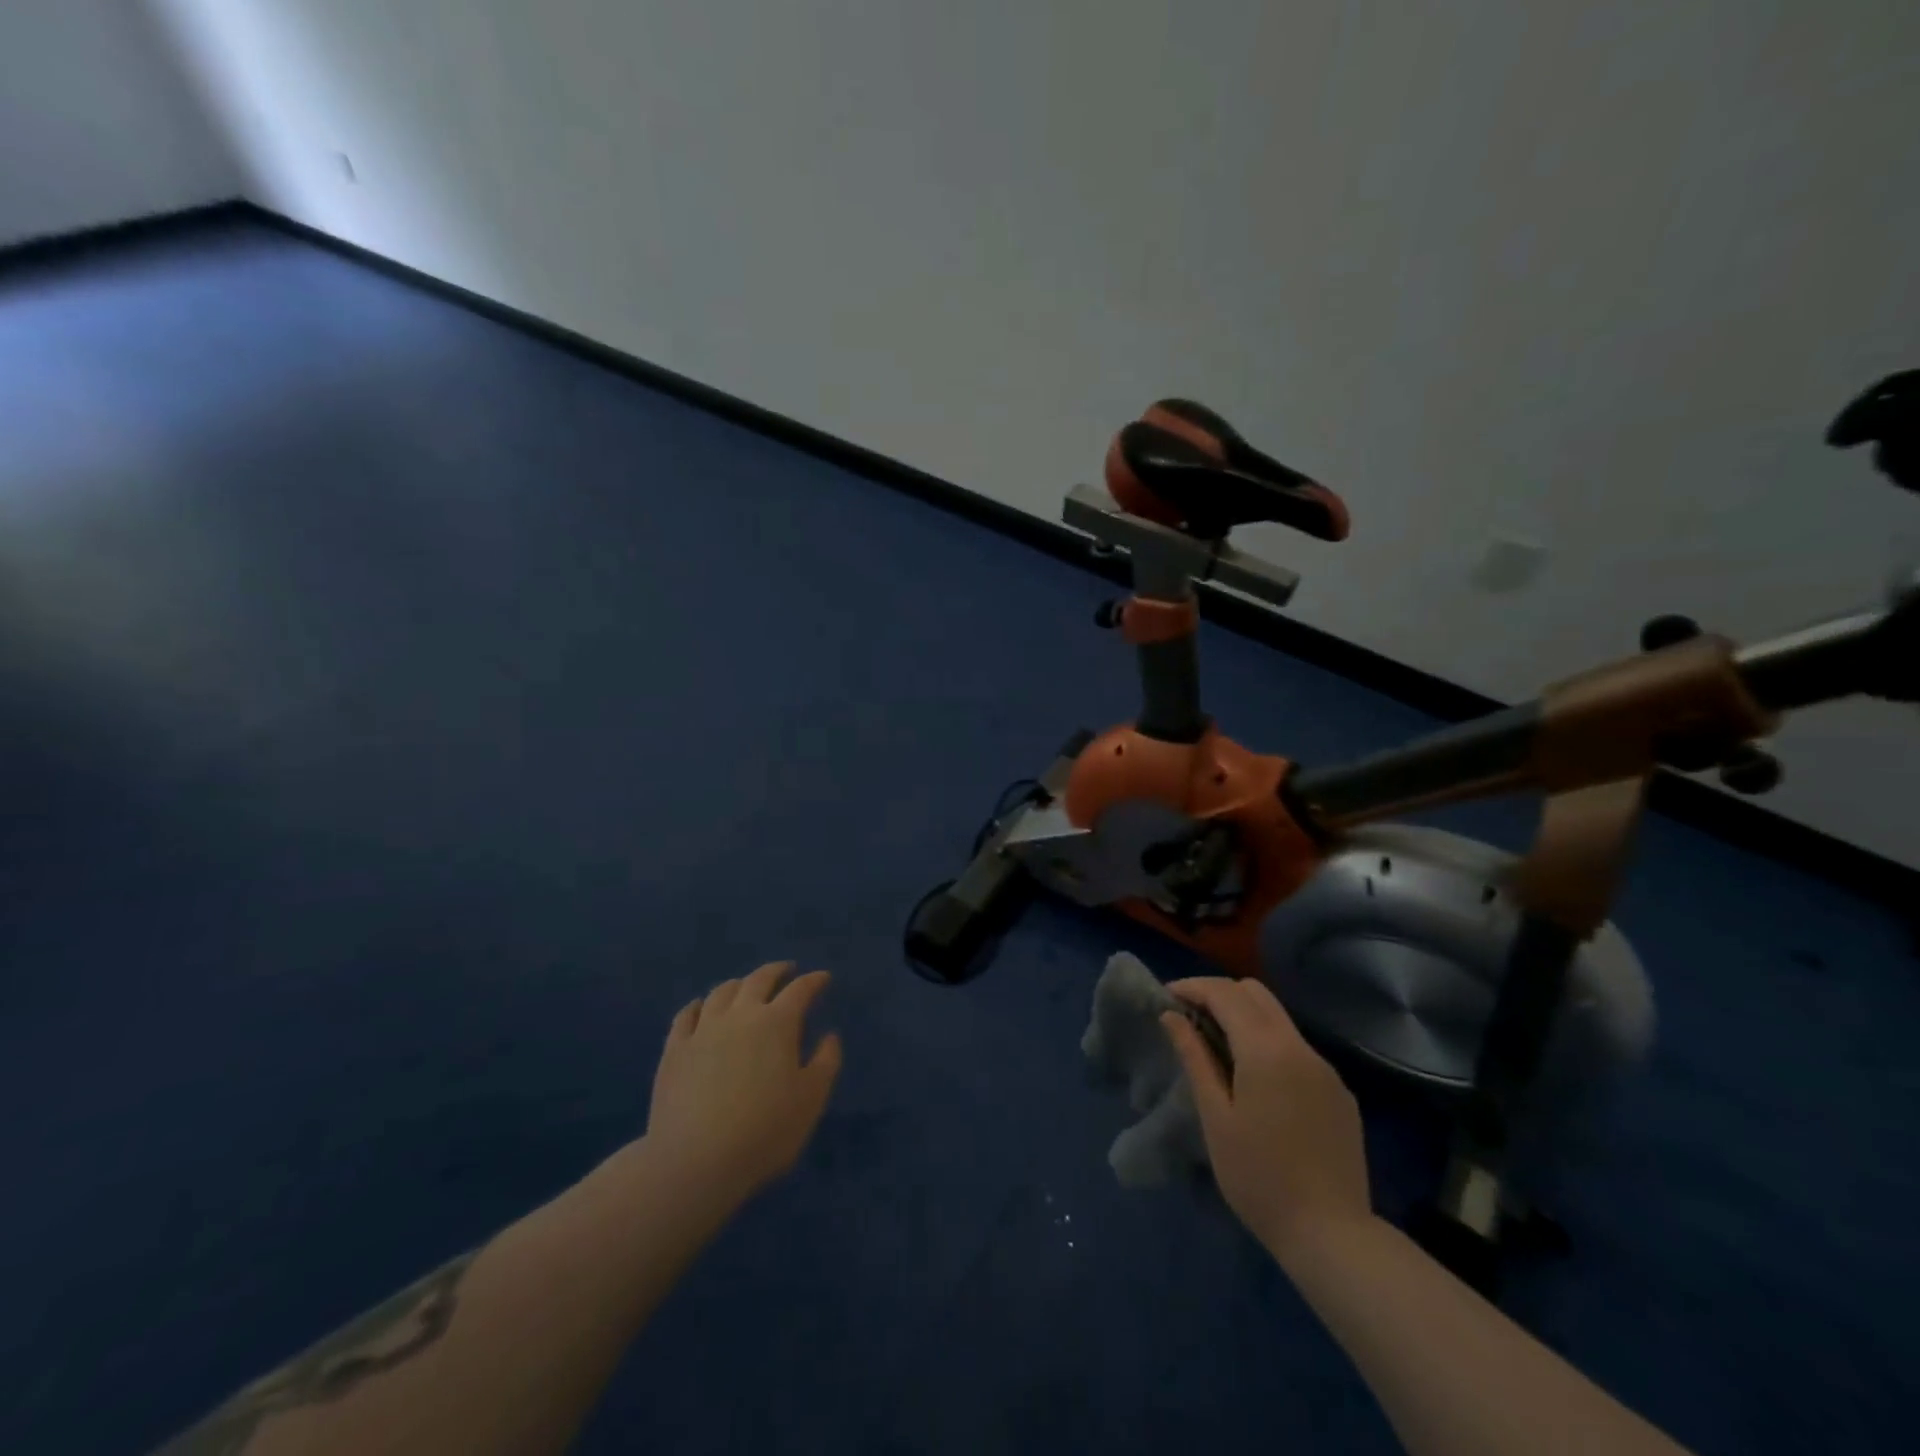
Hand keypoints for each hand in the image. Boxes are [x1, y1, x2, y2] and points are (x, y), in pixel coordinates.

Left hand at [644, 962, 842, 1212]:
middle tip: (787, 970)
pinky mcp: (674, 1050)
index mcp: (777, 1023)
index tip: (823, 978)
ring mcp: (703, 1030)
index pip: (800, 990)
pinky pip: (686, 1016)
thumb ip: (826, 1062)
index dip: (814, 981)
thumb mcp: (811, 1099)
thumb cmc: (765, 1131)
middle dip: (776, 971)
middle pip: (759, 980)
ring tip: (746, 987)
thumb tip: (829, 1035)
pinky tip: (700, 1007)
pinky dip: (698, 1005)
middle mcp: (740, 1015)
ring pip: (722, 992)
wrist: (695, 1162)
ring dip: (739, 984)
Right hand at [1160, 977, 1371, 1264]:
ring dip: (1244, 1017)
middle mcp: (1300, 1046)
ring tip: (1215, 1046)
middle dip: (1218, 994)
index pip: (1225, 993)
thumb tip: (1172, 1016)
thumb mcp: (1215, 1116)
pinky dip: (1268, 1044)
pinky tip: (1255, 1080)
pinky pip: (1297, 1049)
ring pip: (1278, 1018)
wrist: (1333, 1236)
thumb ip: (1194, 1057)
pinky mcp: (1339, 1092)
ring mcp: (1325, 1068)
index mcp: (1267, 1049)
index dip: (1192, 987)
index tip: (1166, 998)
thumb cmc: (1259, 1177)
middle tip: (1189, 1017)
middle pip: (1255, 992)